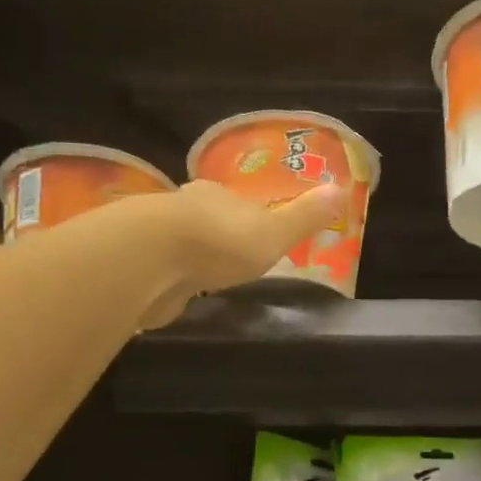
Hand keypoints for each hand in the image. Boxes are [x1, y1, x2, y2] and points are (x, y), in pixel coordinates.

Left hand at [145, 179, 345, 327]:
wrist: (152, 260)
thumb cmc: (220, 242)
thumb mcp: (274, 232)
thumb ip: (304, 217)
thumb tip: (342, 190)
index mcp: (218, 196)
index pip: (234, 201)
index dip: (245, 215)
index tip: (253, 231)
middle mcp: (184, 209)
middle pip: (204, 219)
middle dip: (215, 234)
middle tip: (229, 255)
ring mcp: (156, 238)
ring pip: (179, 243)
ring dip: (190, 256)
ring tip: (205, 275)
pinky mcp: (138, 268)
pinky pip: (160, 271)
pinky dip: (170, 279)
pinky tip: (176, 291)